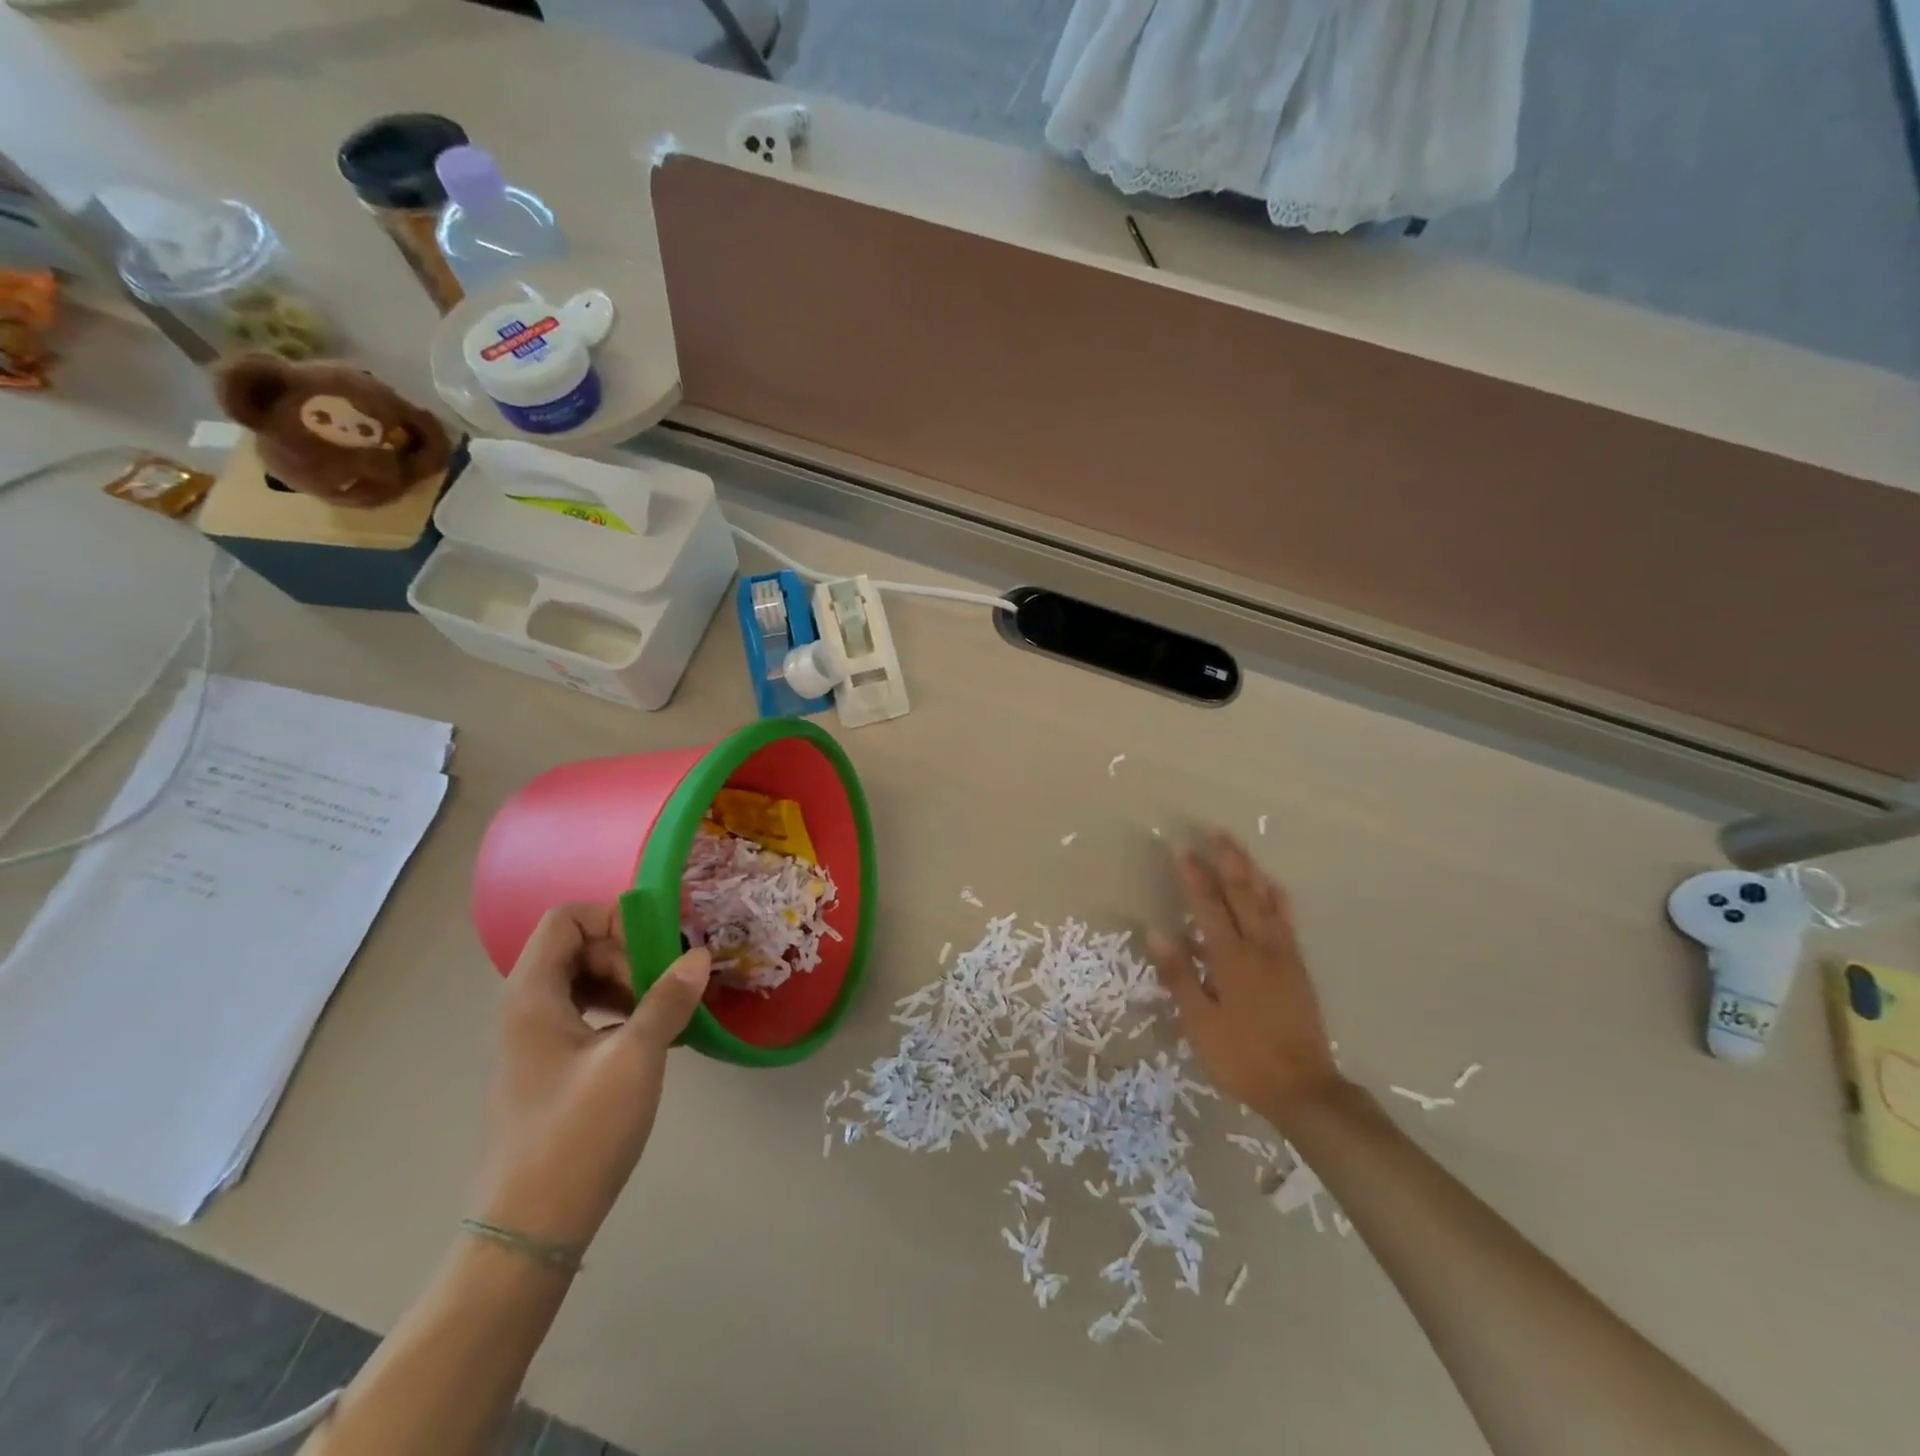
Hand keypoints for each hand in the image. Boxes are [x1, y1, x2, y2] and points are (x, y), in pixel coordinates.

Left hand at [475, 903, 711, 1253]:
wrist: (528, 1231)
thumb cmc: (577, 1135)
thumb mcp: (634, 1059)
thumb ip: (668, 1000)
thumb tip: (699, 955)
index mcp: (532, 994)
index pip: (567, 918)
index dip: (613, 920)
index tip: (655, 952)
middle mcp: (526, 1007)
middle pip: (578, 946)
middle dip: (627, 955)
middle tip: (665, 988)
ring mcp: (534, 1040)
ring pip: (583, 982)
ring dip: (628, 984)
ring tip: (665, 1013)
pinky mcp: (547, 1068)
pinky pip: (585, 1015)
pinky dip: (619, 1012)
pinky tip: (651, 1040)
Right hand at [1149, 832, 1345, 1129]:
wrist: (1303, 1088)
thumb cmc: (1242, 1058)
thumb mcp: (1200, 1024)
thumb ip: (1180, 976)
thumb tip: (1157, 932)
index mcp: (1230, 959)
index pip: (1208, 906)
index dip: (1194, 876)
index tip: (1182, 848)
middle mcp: (1259, 947)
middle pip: (1241, 894)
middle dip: (1227, 861)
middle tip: (1214, 832)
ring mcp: (1282, 956)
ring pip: (1266, 902)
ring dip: (1250, 871)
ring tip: (1238, 848)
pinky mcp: (1297, 968)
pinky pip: (1287, 922)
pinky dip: (1278, 898)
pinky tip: (1274, 888)